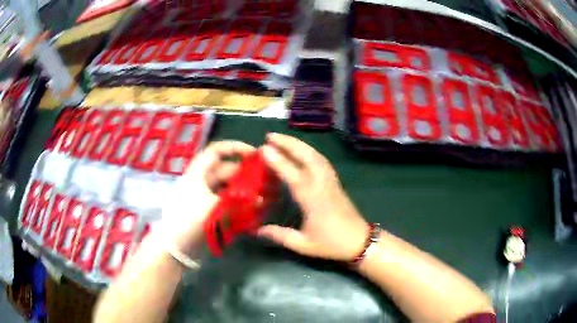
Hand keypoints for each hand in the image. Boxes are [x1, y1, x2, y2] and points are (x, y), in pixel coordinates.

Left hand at [158, 141, 255, 256]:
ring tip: (265, 199)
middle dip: (247, 175)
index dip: (236, 148)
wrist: (176, 248)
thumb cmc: (188, 221)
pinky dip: (241, 206)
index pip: (217, 151)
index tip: (255, 155)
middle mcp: (204, 182)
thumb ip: (237, 202)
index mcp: (199, 173)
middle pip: (228, 171)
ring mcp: (208, 197)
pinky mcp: (212, 212)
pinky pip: (230, 204)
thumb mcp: (212, 208)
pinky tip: (255, 211)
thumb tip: (261, 200)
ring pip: (231, 188)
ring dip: (246, 192)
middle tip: (267, 182)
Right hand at [258, 133, 369, 261]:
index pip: (294, 175)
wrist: (359, 241)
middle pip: (307, 157)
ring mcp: (331, 181)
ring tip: (283, 139)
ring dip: (299, 144)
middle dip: (289, 143)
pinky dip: (309, 151)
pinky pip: (321, 160)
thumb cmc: (332, 243)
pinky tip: (302, 151)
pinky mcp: (335, 182)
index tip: (264, 148)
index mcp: (313, 200)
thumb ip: (280, 236)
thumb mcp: (303, 244)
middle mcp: (322, 185)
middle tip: (270, 135)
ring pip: (316, 156)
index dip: (279, 161)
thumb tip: (257, 230)